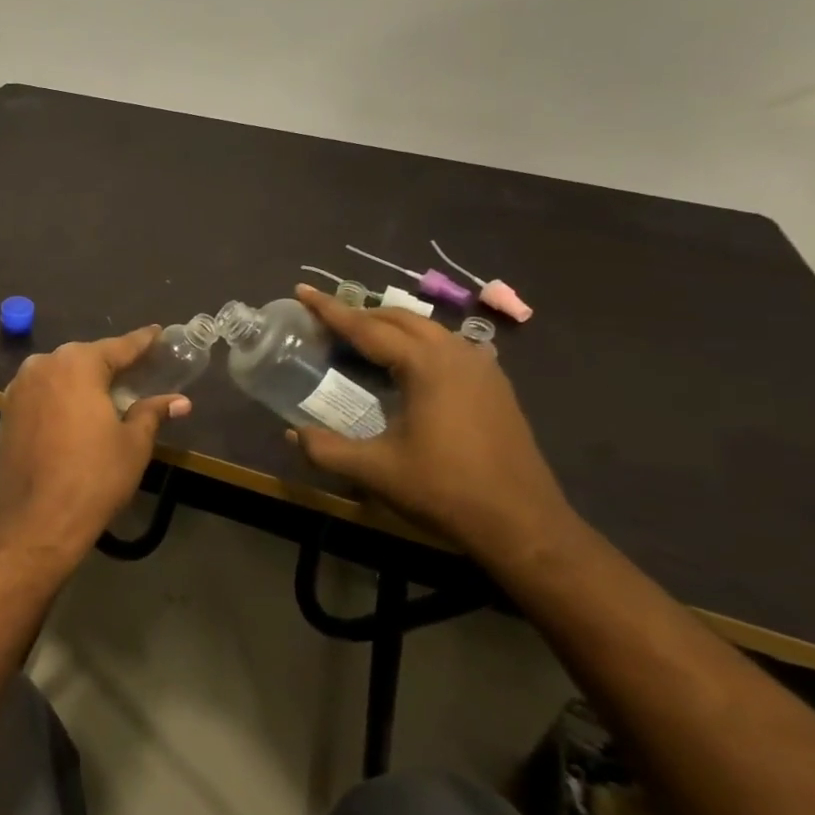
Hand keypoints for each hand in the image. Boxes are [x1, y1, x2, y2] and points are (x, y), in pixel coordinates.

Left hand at [0, 327, 190, 558]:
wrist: (36, 519)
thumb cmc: (94, 477)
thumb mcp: (133, 444)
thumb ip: (153, 413)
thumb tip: (180, 402)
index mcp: (76, 364)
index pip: (118, 347)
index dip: (142, 342)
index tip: (158, 333)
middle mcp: (43, 365)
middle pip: (85, 358)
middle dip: (110, 364)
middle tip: (137, 371)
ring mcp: (18, 387)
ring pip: (60, 375)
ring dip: (82, 382)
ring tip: (107, 394)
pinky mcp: (6, 411)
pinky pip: (42, 394)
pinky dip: (61, 398)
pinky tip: (75, 414)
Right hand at [289, 285, 576, 560]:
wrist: (522, 524)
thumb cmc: (445, 490)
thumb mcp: (375, 471)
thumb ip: (325, 449)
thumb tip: (291, 434)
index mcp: (425, 365)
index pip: (367, 327)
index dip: (330, 309)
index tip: (303, 291)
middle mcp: (455, 354)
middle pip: (399, 319)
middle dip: (361, 313)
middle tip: (326, 318)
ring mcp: (482, 368)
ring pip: (428, 329)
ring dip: (391, 326)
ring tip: (361, 337)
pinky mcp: (495, 386)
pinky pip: (449, 347)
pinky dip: (418, 344)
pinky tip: (408, 365)